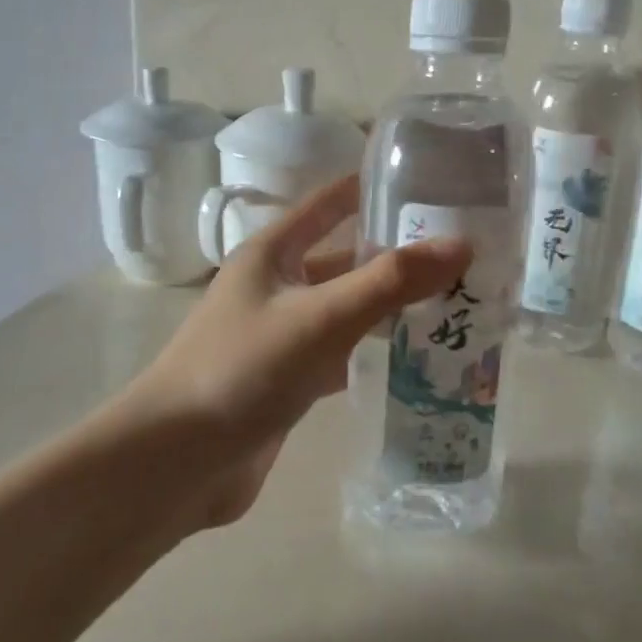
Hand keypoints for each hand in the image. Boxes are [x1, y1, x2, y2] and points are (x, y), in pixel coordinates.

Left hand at [125, 175, 471, 526]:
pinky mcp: (286, 381)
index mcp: (272, 253)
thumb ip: (389, 282)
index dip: (371, 188)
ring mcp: (279, 335)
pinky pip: (339, 355)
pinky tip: (416, 360)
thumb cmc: (242, 370)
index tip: (429, 181)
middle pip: (344, 260)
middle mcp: (275, 286)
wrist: (178, 460)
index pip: (328, 203)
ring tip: (456, 303)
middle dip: (396, 256)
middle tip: (464, 255)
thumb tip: (461, 244)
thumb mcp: (320, 318)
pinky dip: (372, 354)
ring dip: (390, 307)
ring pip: (345, 310)